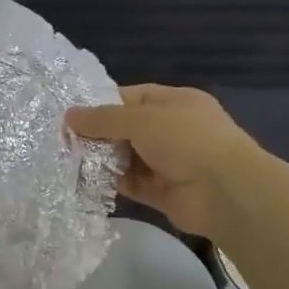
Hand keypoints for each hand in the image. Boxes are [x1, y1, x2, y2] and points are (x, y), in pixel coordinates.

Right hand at [67, 85, 266, 236]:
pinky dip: (110, 182)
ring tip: (67, 160)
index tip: (71, 113)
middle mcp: (171, 129)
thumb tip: (69, 115)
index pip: (131, 97)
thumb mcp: (141, 119)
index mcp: (174, 102)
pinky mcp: (161, 191)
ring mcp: (168, 162)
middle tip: (62, 140)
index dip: (101, 103)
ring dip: (101, 159)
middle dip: (97, 134)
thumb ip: (103, 119)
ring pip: (126, 156)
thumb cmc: (187, 140)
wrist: (226, 192)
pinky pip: (130, 183)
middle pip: (126, 128)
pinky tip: (84, 181)